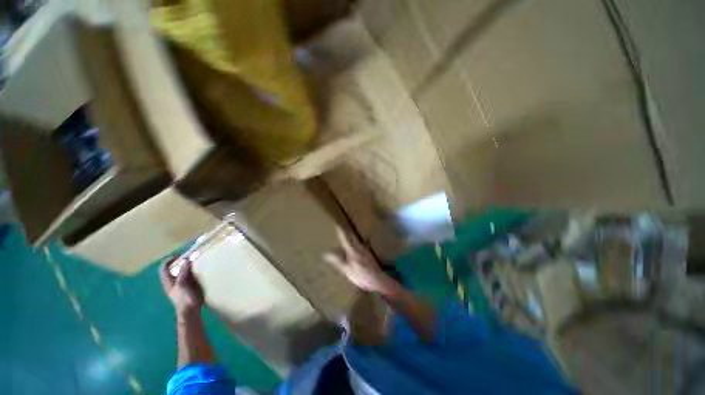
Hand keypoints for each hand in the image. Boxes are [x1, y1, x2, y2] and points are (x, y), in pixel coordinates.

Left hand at [160, 259, 204, 316]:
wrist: (191, 311)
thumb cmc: (184, 299)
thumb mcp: (182, 284)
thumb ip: (183, 272)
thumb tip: (186, 259)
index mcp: (168, 281)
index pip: (165, 267)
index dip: (171, 260)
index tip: (182, 255)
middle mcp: (174, 281)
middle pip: (175, 268)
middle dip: (182, 261)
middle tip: (193, 257)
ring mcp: (182, 284)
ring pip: (183, 271)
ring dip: (190, 266)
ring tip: (199, 261)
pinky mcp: (190, 286)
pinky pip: (191, 275)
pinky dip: (195, 270)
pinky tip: (202, 270)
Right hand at [325, 228, 393, 293]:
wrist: (378, 280)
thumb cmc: (361, 276)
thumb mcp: (346, 270)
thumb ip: (337, 261)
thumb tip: (326, 254)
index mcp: (353, 250)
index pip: (345, 238)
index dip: (341, 231)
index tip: (337, 225)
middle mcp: (360, 247)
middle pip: (352, 237)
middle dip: (346, 233)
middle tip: (341, 229)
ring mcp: (365, 250)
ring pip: (357, 240)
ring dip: (351, 237)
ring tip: (346, 237)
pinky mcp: (369, 254)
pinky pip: (360, 245)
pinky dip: (355, 244)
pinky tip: (355, 247)